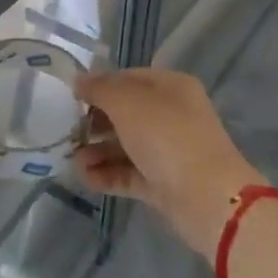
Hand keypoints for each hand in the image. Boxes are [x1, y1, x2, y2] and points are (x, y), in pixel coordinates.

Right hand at [75, 67, 261, 262]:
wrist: (208, 199)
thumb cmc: (168, 137)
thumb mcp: (128, 103)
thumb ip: (100, 89)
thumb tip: (79, 81)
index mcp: (171, 87)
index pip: (128, 78)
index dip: (100, 84)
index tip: (72, 97)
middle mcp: (171, 115)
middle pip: (125, 112)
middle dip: (95, 121)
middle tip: (69, 131)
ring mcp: (168, 151)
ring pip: (125, 145)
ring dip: (97, 150)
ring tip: (73, 159)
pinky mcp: (163, 183)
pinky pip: (128, 173)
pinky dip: (107, 173)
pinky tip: (84, 176)